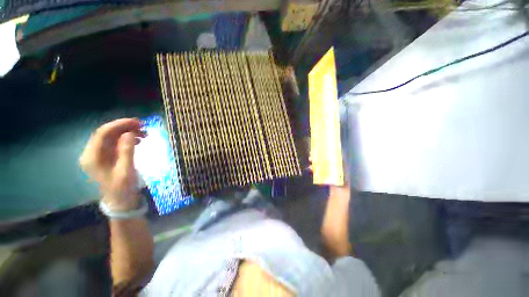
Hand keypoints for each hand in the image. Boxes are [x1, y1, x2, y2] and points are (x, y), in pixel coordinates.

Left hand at [79, 118, 143, 210]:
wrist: (120, 201)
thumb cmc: (123, 188)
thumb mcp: (126, 170)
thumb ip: (126, 151)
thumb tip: (129, 133)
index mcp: (92, 157)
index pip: (103, 133)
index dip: (119, 124)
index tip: (137, 122)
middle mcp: (92, 153)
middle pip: (106, 133)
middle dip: (124, 127)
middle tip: (143, 126)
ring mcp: (98, 155)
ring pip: (111, 137)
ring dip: (127, 132)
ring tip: (144, 133)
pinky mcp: (106, 157)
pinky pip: (115, 143)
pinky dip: (126, 139)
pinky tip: (138, 140)